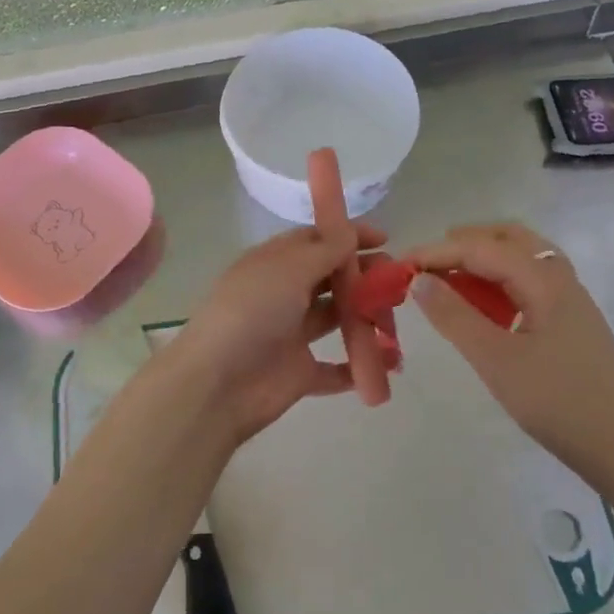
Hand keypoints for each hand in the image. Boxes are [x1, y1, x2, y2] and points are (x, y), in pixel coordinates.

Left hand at [154, 221, 393, 448]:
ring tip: (394, 319)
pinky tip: (387, 362)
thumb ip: (325, 250)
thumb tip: (350, 230)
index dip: (349, 237)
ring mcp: (291, 334)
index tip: (384, 238)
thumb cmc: (251, 312)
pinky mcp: (300, 372)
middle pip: (331, 279)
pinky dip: (360, 365)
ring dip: (367, 318)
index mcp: (273, 264)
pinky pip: (336, 368)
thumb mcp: (288, 269)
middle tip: (395, 282)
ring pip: (337, 319)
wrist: (218, 383)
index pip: (315, 241)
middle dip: (364, 277)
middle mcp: (283, 295)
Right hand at [406, 222, 613, 466]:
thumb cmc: (558, 402)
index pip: (482, 248)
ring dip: (484, 260)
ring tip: (449, 280)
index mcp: (544, 280)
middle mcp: (560, 279)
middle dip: (465, 242)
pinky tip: (483, 307)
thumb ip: (455, 316)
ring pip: (522, 260)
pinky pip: (529, 284)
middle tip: (427, 262)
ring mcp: (569, 300)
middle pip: (509, 239)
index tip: (400, 264)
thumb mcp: (496, 360)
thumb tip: (419, 280)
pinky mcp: (570, 323)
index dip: (438, 252)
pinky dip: (499, 282)